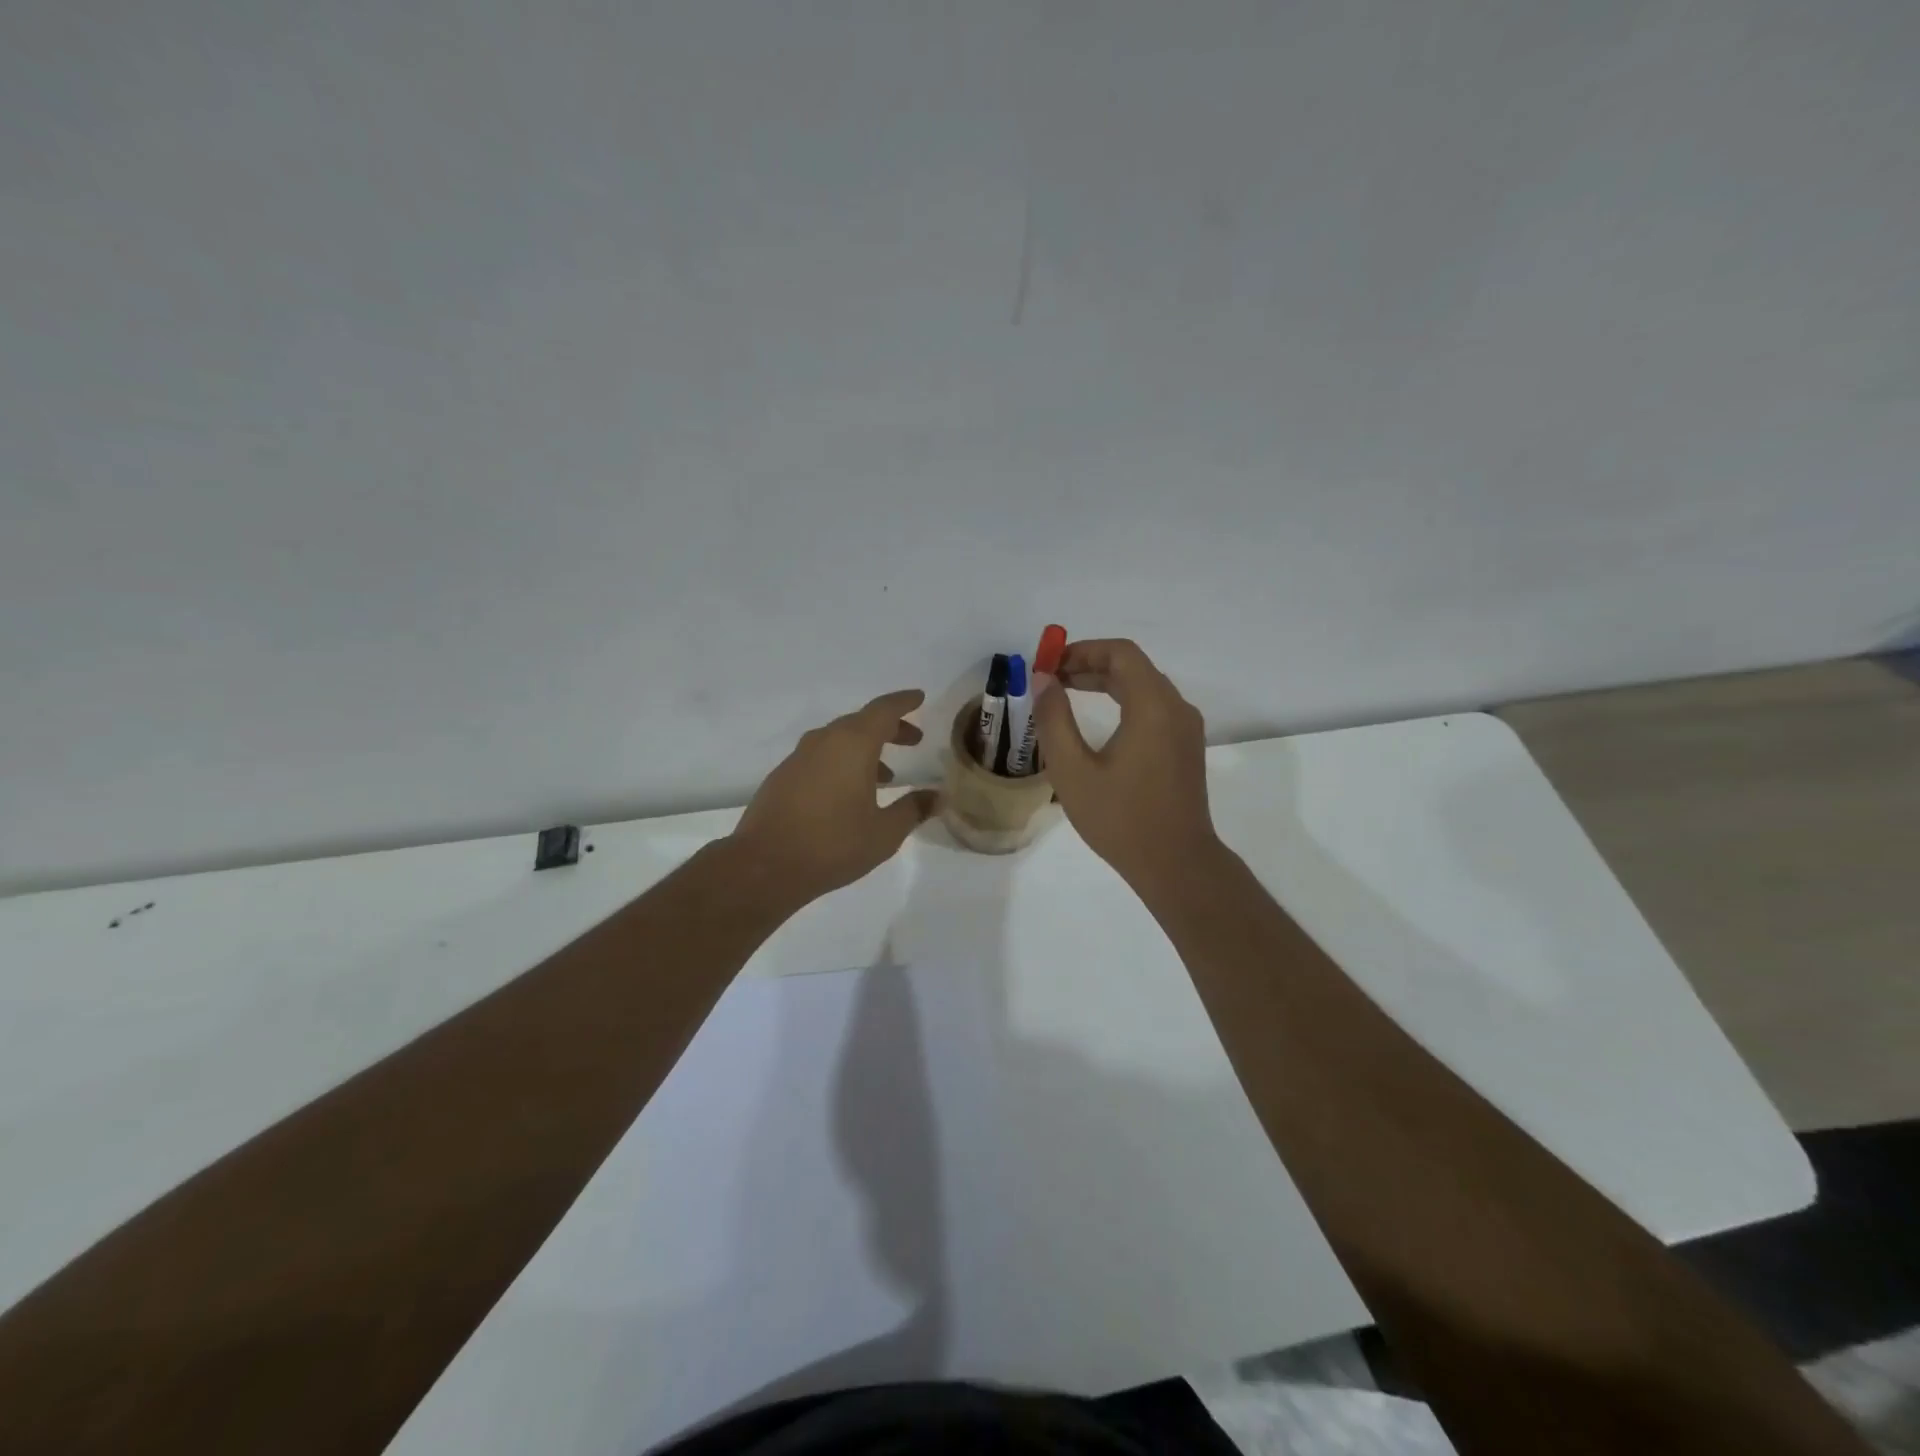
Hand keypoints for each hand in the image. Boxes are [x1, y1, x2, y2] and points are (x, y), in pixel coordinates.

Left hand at [731, 689, 940, 906]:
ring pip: (839, 739)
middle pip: (861, 722)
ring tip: (886, 776)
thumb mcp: (884, 833)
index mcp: (853, 744)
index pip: (883, 710)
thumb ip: (913, 810)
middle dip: (889, 728)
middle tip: (912, 740)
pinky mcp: (783, 776)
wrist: (764, 866)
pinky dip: (842, 762)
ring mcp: (799, 757)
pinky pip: (821, 756)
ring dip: (865, 748)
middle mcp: (824, 741)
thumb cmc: (833, 845)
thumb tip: (936, 797)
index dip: (904, 702)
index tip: (919, 698)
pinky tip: (850, 792)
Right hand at [1034, 639, 1220, 887]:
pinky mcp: (1185, 747)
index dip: (1082, 650)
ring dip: (1106, 682)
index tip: (1049, 664)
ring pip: (1144, 686)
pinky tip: (1098, 721)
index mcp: (1153, 706)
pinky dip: (1124, 701)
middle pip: (1133, 667)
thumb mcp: (1073, 771)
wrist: (1176, 863)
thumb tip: (1042, 680)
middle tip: (1050, 679)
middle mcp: (1176, 708)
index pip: (1120, 654)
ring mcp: (1185, 728)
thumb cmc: (1120, 818)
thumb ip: (1054, 719)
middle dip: (1089, 665)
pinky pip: (1154, 707)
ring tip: (1066, 694)